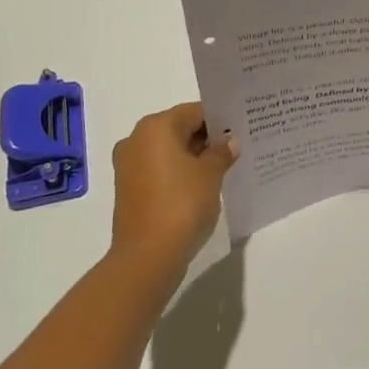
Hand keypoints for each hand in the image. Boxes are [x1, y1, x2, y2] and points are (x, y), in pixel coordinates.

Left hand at [110, 102, 237, 278]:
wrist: (147, 256)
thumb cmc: (182, 204)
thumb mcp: (211, 174)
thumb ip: (222, 152)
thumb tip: (230, 142)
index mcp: (155, 127)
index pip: (194, 111)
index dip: (219, 119)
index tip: (240, 129)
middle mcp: (136, 140)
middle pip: (178, 129)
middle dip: (206, 138)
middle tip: (236, 147)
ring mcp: (128, 165)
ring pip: (168, 151)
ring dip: (193, 157)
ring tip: (223, 167)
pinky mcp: (128, 189)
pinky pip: (159, 170)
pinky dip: (178, 173)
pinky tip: (201, 185)